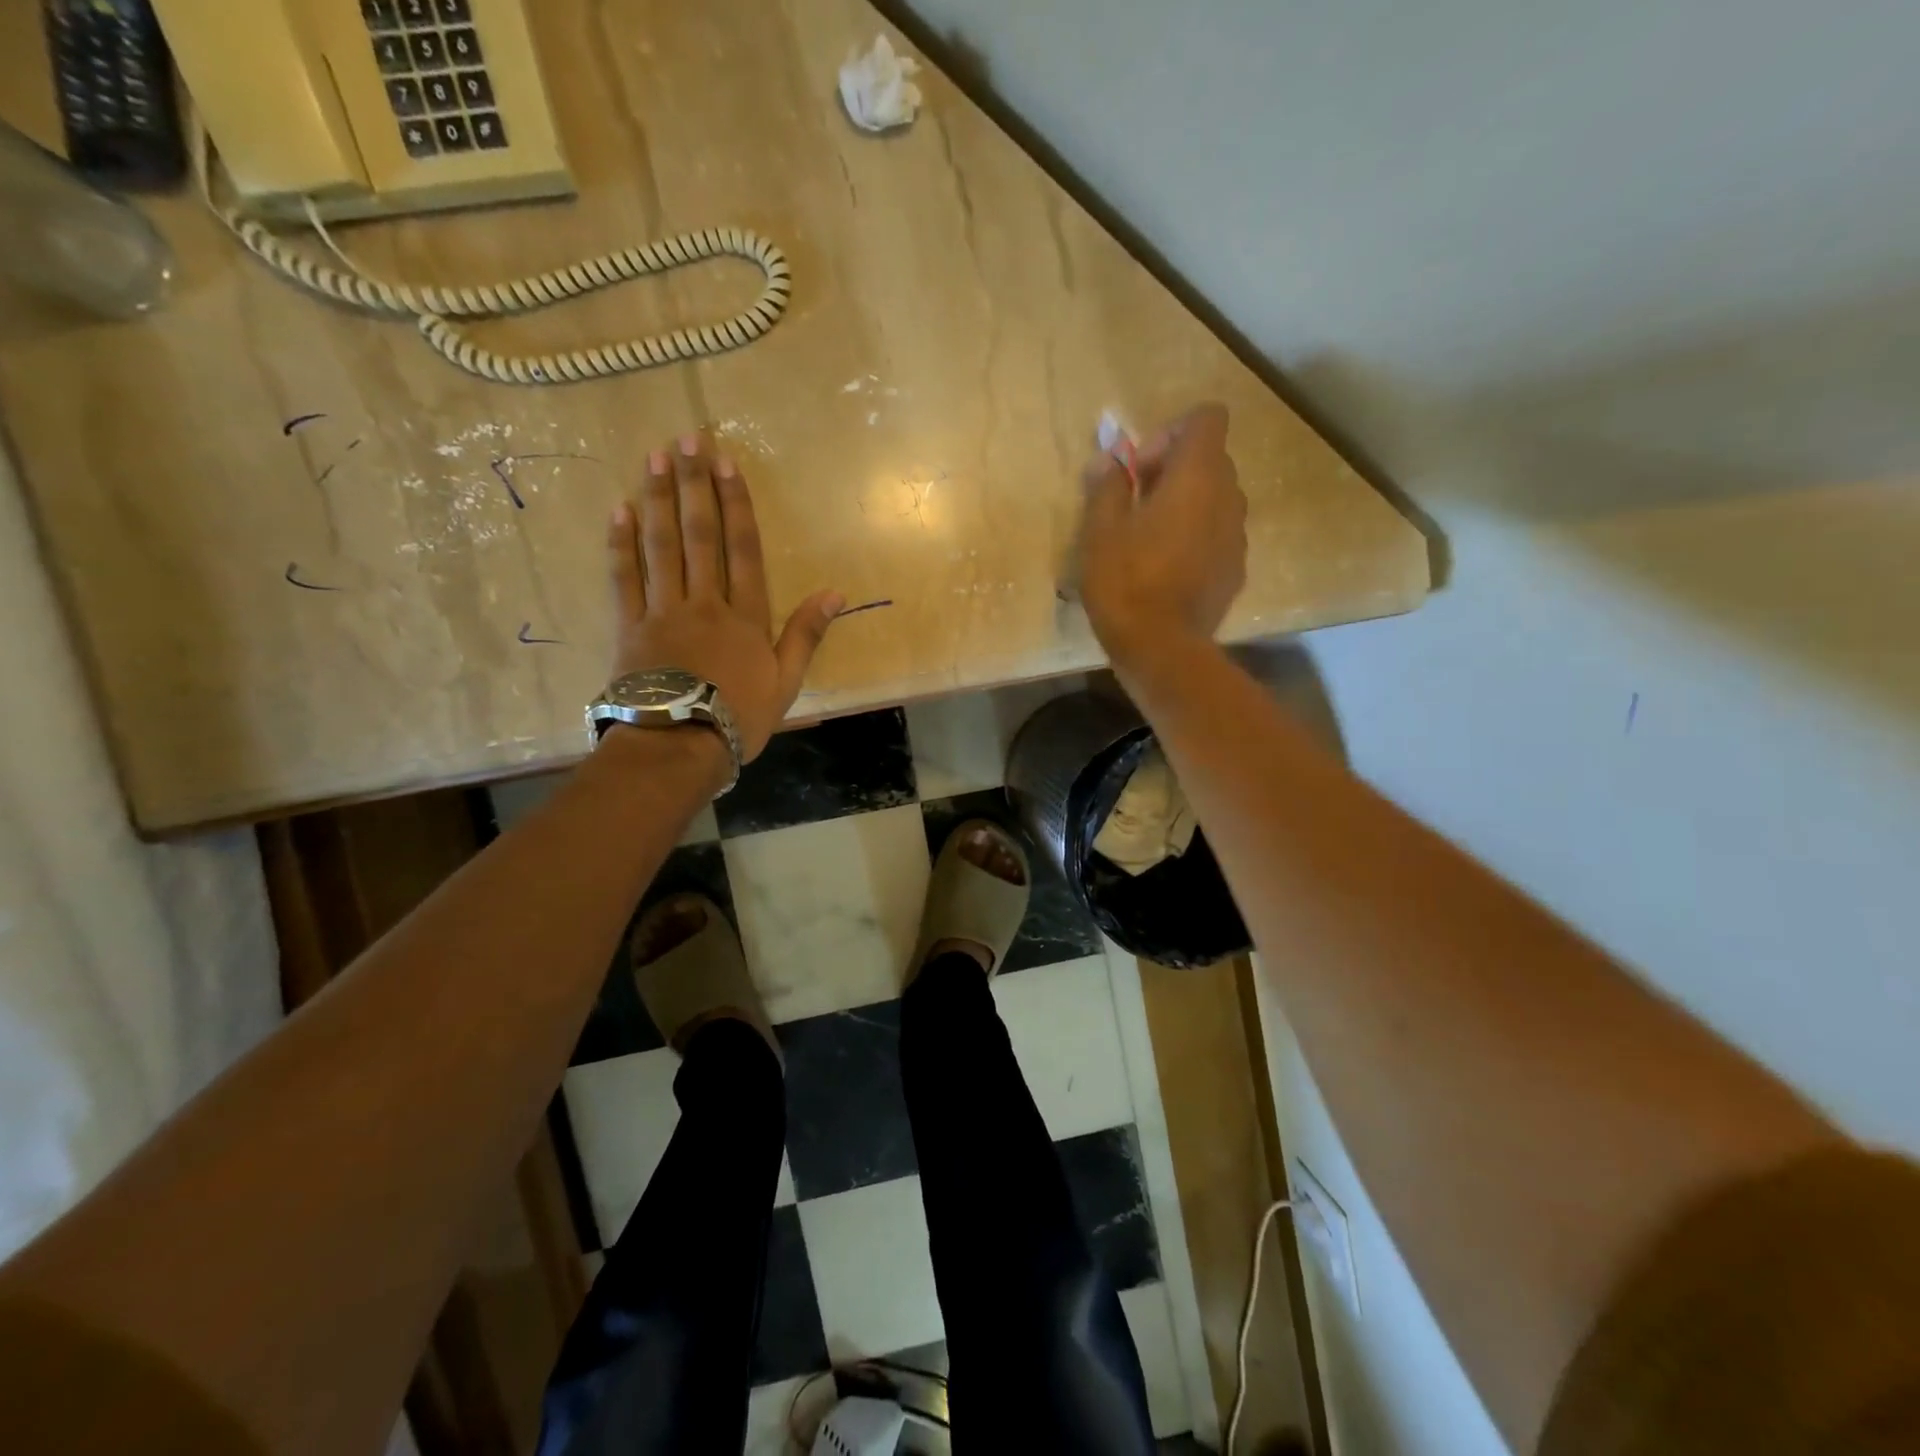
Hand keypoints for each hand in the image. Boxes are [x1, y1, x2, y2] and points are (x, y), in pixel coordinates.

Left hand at [606, 435, 843, 760]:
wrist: (678, 745)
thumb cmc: (739, 717)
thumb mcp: (786, 681)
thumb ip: (806, 634)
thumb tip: (835, 593)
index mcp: (745, 615)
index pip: (742, 548)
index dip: (736, 503)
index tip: (726, 463)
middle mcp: (704, 602)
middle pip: (699, 535)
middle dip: (694, 485)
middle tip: (686, 440)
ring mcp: (662, 611)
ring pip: (660, 546)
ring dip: (657, 499)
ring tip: (654, 457)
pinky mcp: (629, 627)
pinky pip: (623, 578)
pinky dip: (621, 543)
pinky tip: (619, 509)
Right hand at [1077, 403, 1246, 664]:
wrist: (1161, 648)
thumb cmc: (1125, 581)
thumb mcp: (1099, 530)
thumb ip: (1107, 484)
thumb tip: (1108, 456)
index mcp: (1197, 476)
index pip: (1206, 418)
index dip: (1171, 432)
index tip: (1141, 469)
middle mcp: (1228, 497)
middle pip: (1210, 459)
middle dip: (1173, 470)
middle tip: (1135, 504)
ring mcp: (1237, 535)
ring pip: (1215, 499)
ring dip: (1186, 505)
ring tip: (1149, 540)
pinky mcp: (1236, 569)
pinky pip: (1218, 534)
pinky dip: (1196, 537)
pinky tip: (1166, 570)